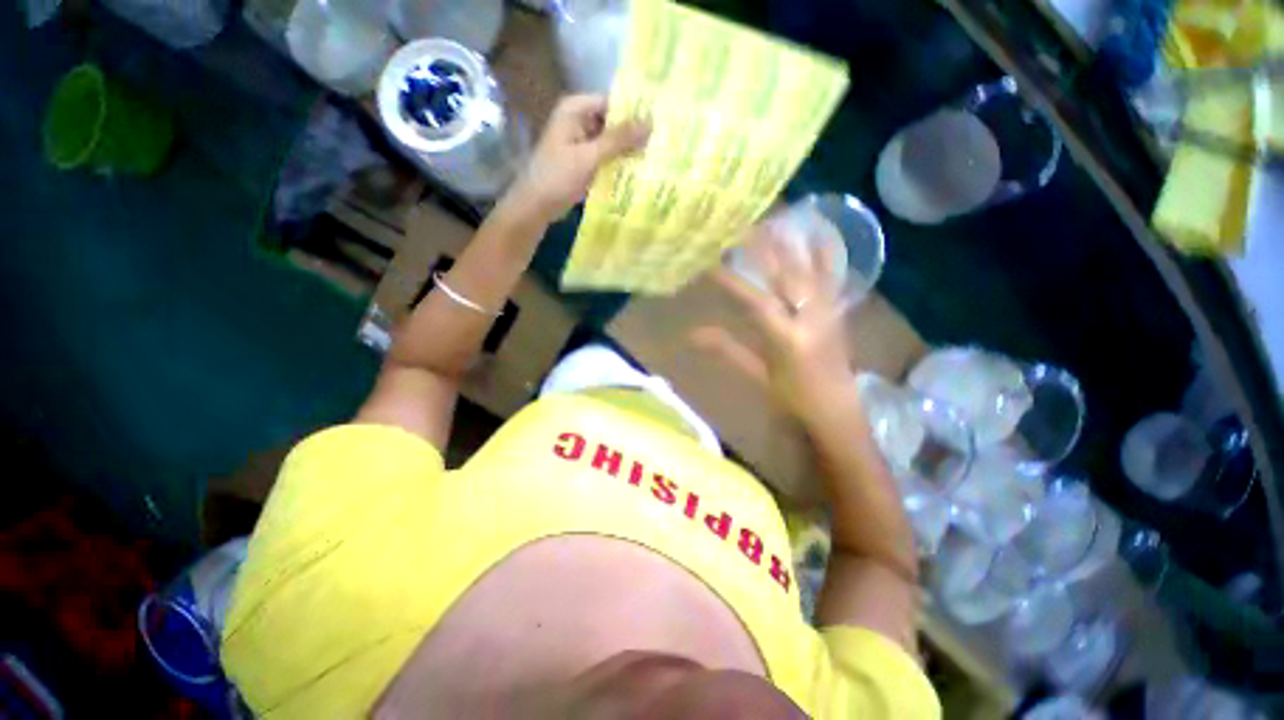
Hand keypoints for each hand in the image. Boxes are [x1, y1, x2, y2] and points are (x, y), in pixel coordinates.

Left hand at [508, 95, 649, 222]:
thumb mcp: (590, 156)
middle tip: (662, 143)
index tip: (659, 122)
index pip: (612, 102)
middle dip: (634, 134)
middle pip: (613, 122)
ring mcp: (582, 143)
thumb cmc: (558, 176)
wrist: (537, 206)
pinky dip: (619, 164)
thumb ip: (619, 140)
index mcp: (575, 110)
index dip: (634, 111)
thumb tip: (650, 122)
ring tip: (656, 157)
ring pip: (611, 143)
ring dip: (628, 152)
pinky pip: (606, 158)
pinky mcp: (584, 162)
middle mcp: (579, 121)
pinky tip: (639, 172)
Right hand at [692, 225, 854, 421]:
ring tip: (774, 219)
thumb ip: (726, 349)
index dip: (731, 280)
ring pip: (809, 270)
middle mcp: (810, 318)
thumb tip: (691, 335)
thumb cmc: (793, 398)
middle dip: (763, 249)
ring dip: (790, 244)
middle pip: (785, 276)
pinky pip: (834, 277)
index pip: (755, 301)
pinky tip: (820, 232)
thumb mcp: (757, 374)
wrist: (838, 410)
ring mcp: (829, 311)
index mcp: (787, 339)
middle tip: (742, 226)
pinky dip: (827, 254)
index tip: (711, 262)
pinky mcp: (839, 310)